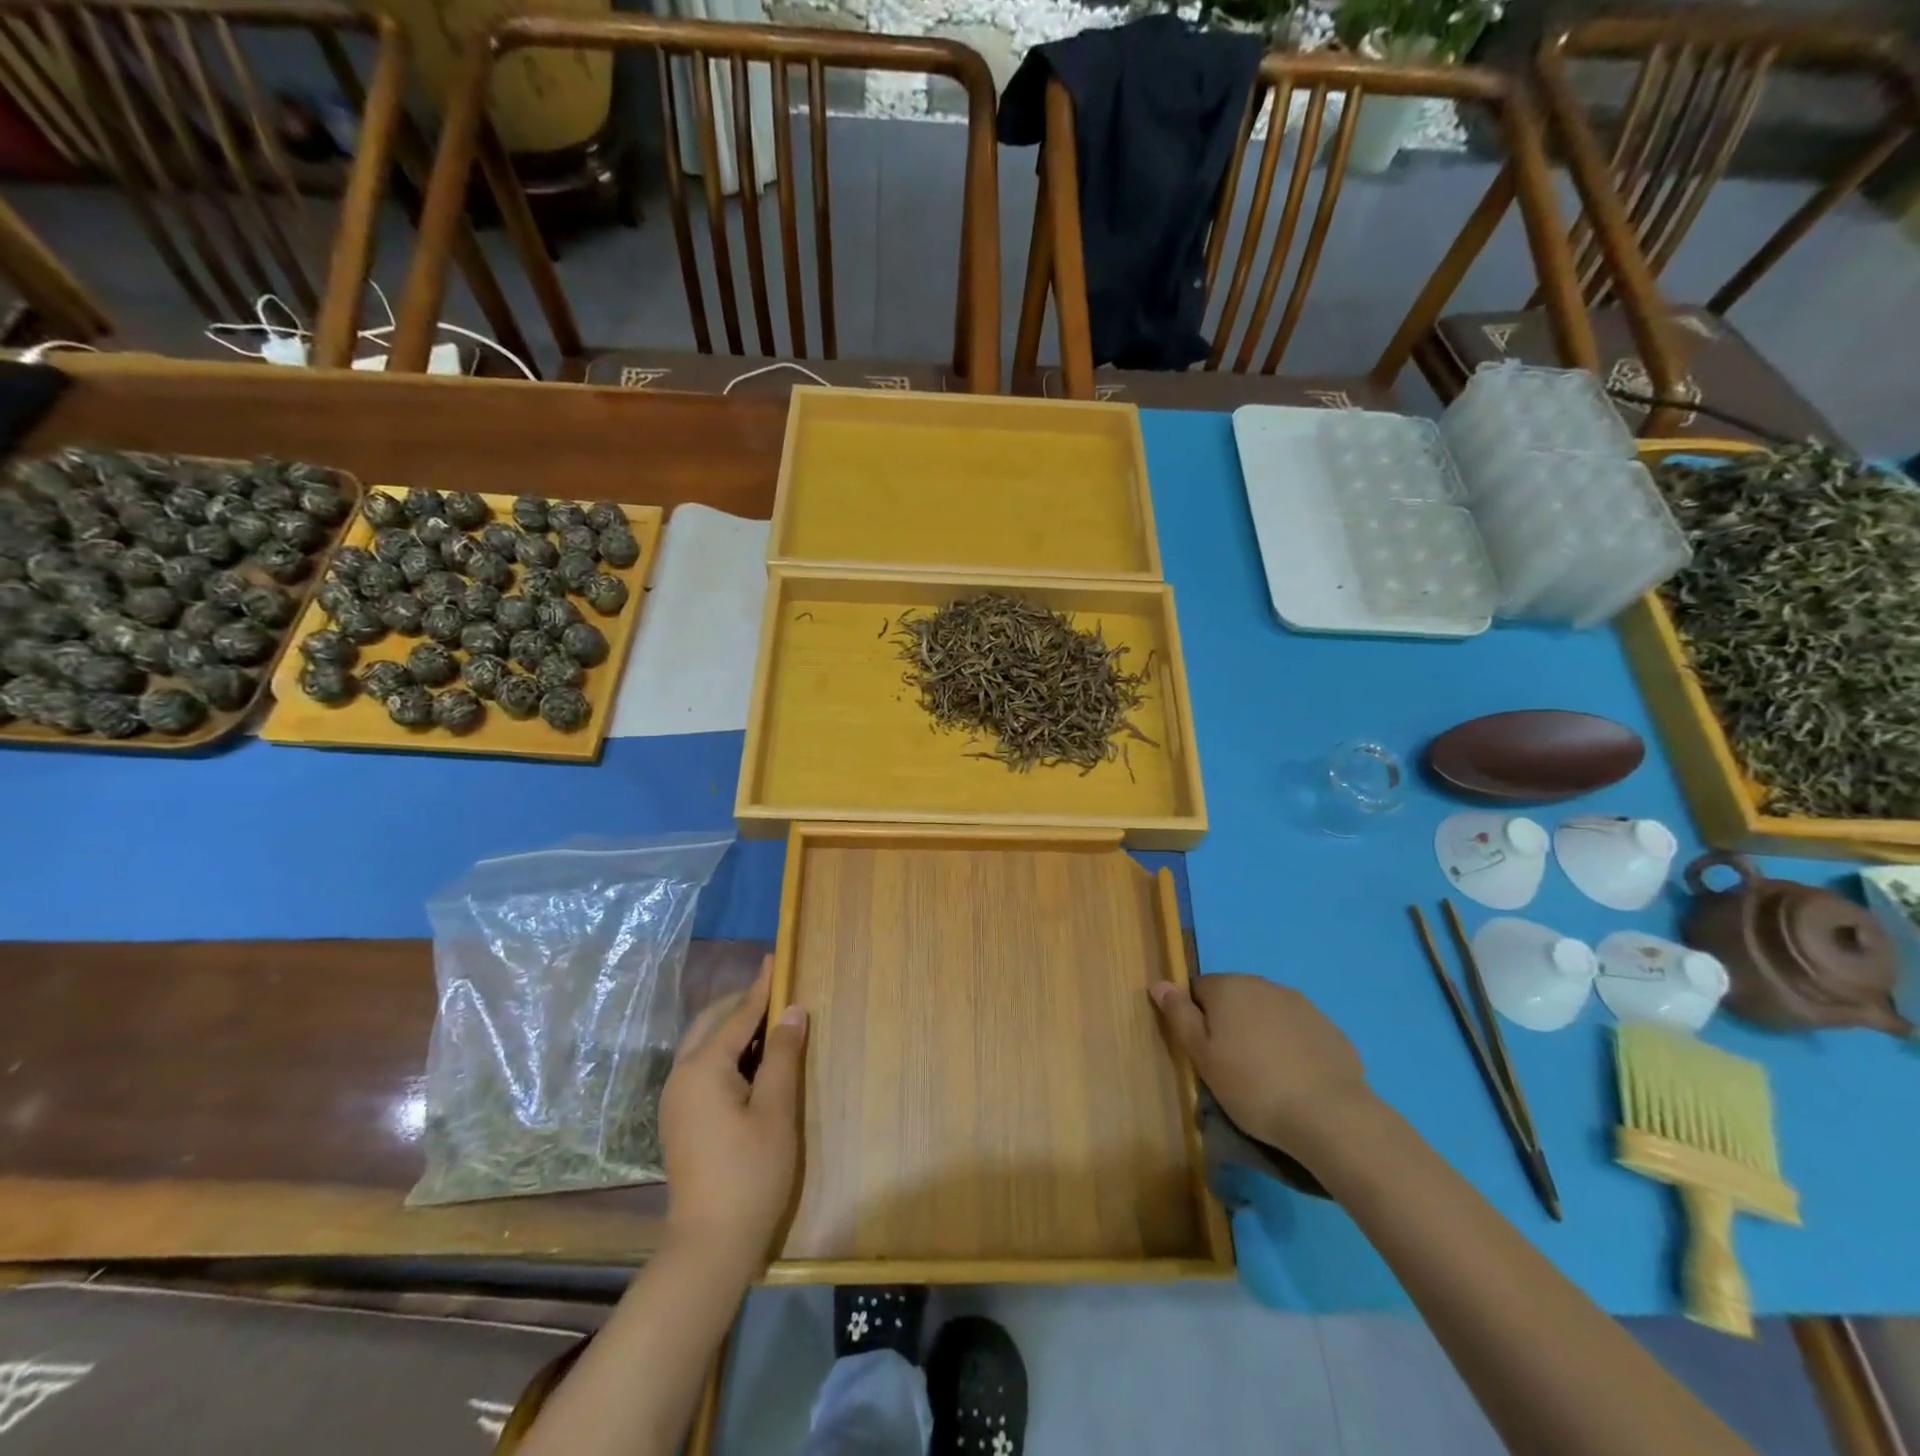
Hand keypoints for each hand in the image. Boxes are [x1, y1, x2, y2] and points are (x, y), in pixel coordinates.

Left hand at [659, 955, 807, 1266]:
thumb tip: (792, 1010)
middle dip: (743, 1003)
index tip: (776, 957)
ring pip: (704, 1044)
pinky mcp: (680, 1118)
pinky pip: (702, 1065)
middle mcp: (682, 1075)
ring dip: (734, 1026)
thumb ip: (782, 1054)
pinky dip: (726, 1050)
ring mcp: (676, 1099)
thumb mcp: (776, 1109)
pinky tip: (752, 1060)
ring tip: (770, 1021)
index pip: (737, 1014)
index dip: (761, 986)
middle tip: (778, 991)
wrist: (709, 1244)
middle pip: (712, 1022)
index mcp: (703, 1068)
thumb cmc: (751, 1172)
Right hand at [1151, 974, 1371, 1151]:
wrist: (1329, 1115)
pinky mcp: (1329, 1028)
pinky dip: (1291, 1047)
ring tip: (1265, 1075)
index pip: (1197, 989)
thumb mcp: (1202, 1056)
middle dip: (1228, 1023)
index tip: (1203, 1052)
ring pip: (1267, 1012)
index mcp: (1228, 987)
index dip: (1195, 1019)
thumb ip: (1179, 1016)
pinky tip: (1295, 1078)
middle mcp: (1263, 984)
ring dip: (1260, 1032)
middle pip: (1234, 998)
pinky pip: (1297, 1031)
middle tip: (1230, 1065)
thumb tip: (1159, 983)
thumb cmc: (1252, 1086)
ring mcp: (1301, 1004)